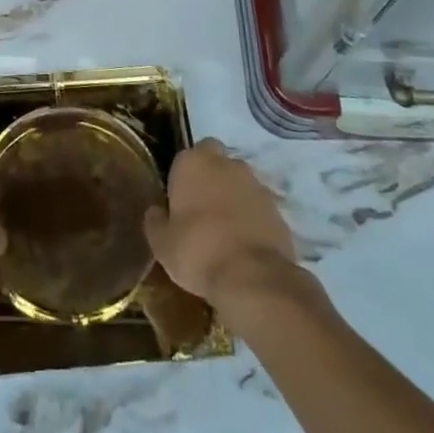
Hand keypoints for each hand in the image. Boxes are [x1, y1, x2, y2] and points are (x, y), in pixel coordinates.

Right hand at [144, 139, 298, 311]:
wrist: (252, 277)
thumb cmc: (198, 251)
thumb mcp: (162, 244)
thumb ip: (156, 222)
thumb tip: (156, 212)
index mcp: (193, 163)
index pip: (187, 155)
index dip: (185, 176)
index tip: (180, 200)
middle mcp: (226, 163)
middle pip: (217, 161)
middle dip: (211, 177)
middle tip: (203, 209)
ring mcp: (255, 183)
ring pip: (240, 182)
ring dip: (234, 197)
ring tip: (226, 231)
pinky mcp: (277, 208)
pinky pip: (258, 206)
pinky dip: (253, 218)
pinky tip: (245, 244)